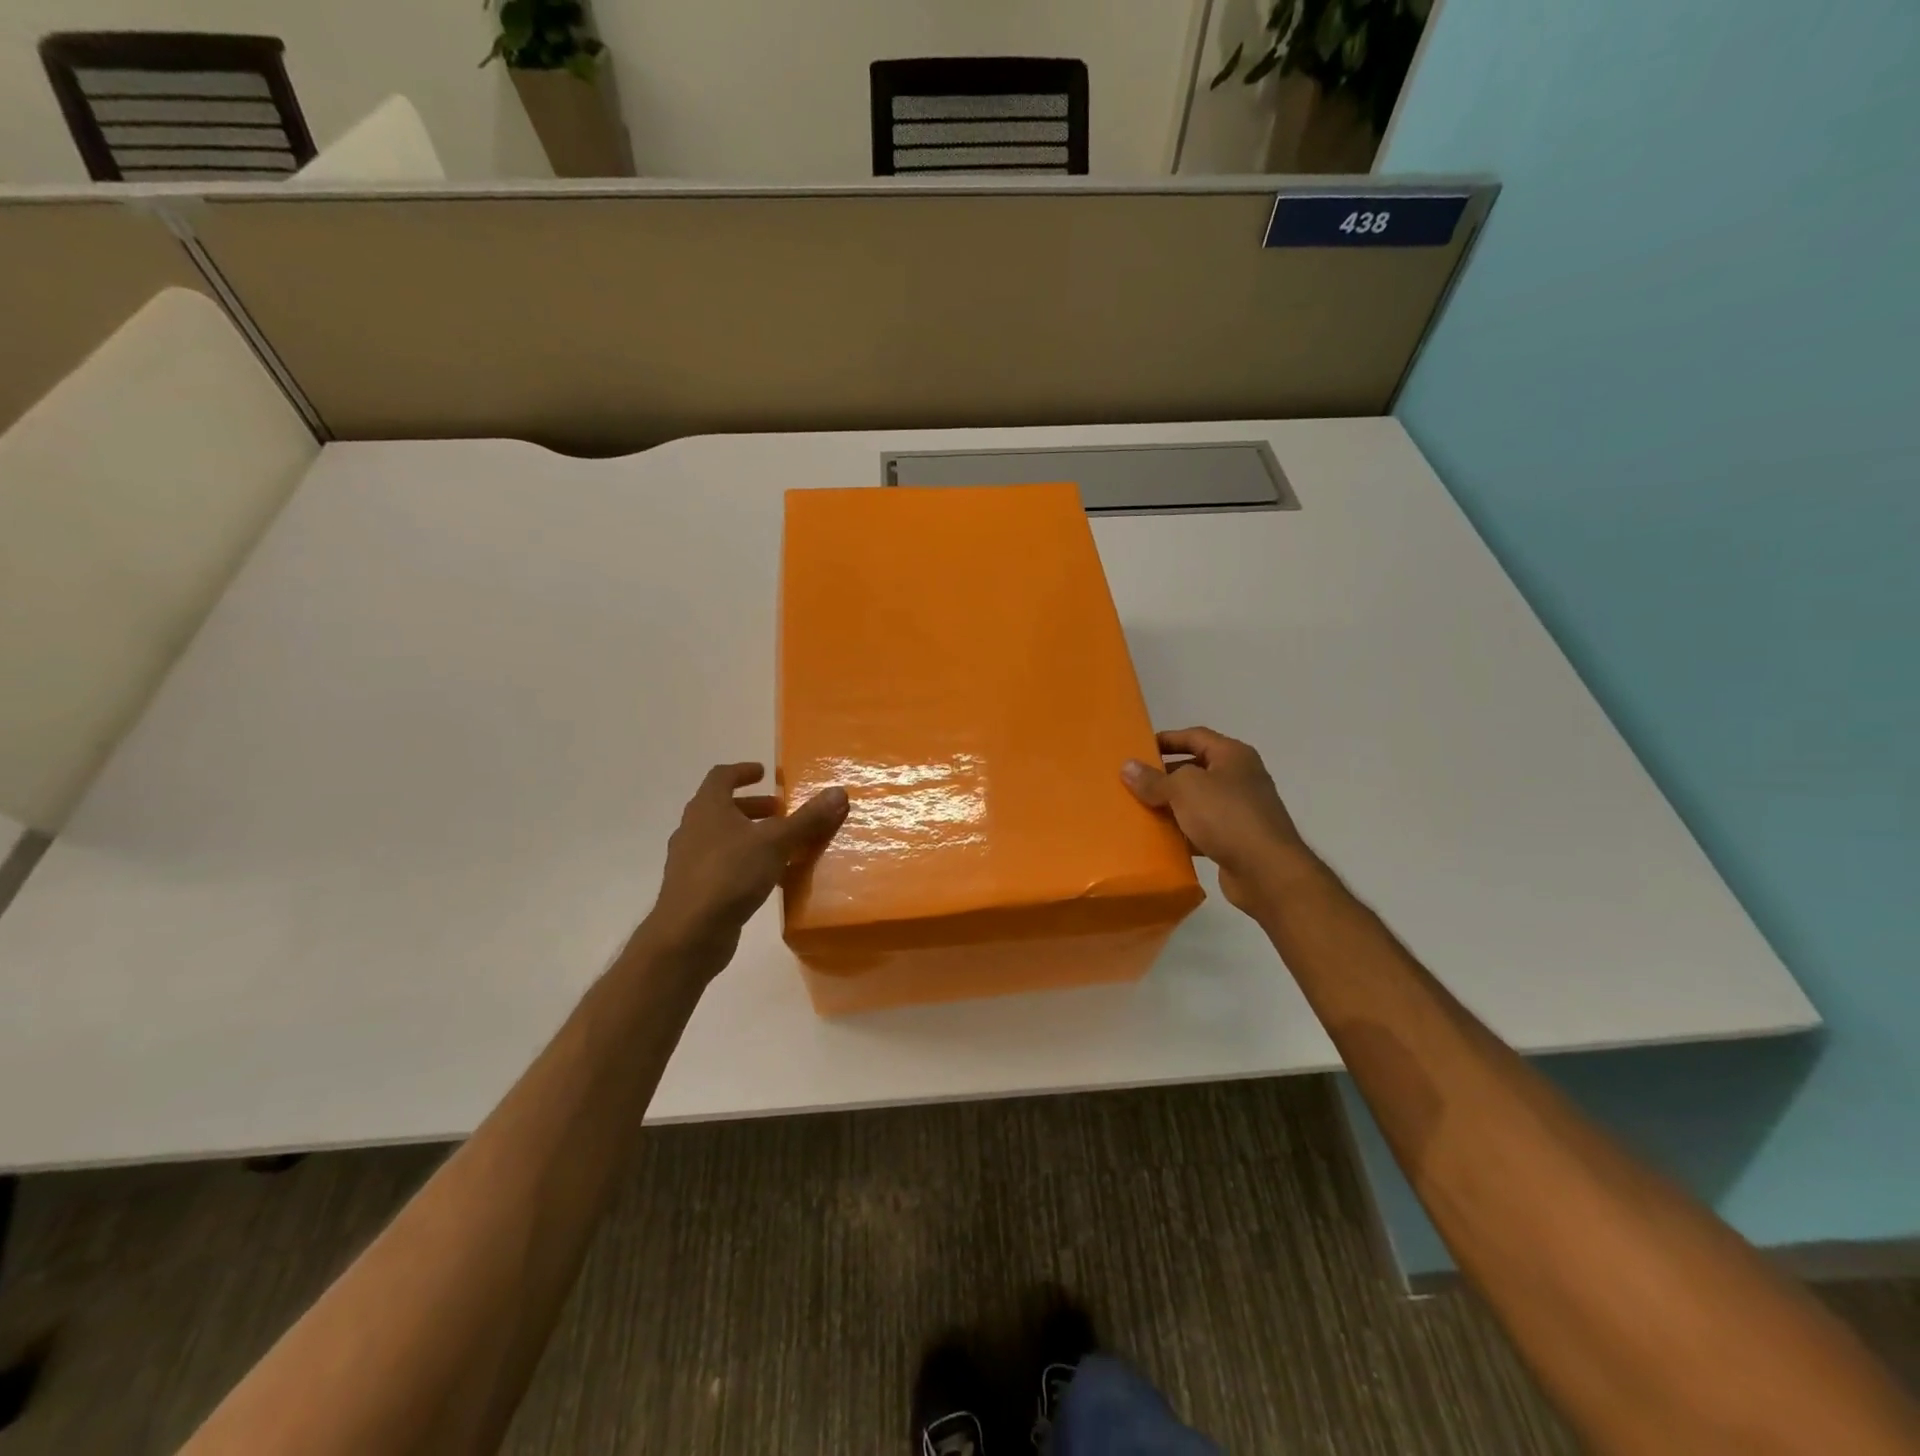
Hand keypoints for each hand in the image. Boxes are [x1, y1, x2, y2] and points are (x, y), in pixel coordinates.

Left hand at [641, 763, 847, 982]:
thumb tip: (838, 792)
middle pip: (722, 807)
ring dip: (750, 835)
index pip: (721, 776)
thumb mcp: (776, 842)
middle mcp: (693, 829)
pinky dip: (745, 862)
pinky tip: (768, 877)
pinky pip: (723, 865)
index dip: (743, 771)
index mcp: (708, 808)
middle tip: (781, 811)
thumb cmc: (730, 874)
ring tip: (781, 845)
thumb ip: (807, 819)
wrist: (689, 934)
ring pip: (723, 838)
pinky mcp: (694, 889)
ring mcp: (690, 861)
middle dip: (753, 807)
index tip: (764, 773)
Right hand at [1122, 727, 1316, 915]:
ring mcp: (1240, 810)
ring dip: (1171, 805)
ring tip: (1140, 810)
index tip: (1138, 749)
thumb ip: (1154, 779)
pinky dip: (1182, 831)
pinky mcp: (1236, 839)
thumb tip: (1128, 767)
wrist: (1267, 871)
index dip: (1166, 739)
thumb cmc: (1227, 816)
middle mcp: (1240, 778)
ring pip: (1197, 801)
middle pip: (1195, 768)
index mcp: (1233, 755)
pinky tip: (1160, 838)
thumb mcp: (1184, 789)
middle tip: (1133, 782)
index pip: (1195, 736)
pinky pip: (1202, 829)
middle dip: (1164, 775)